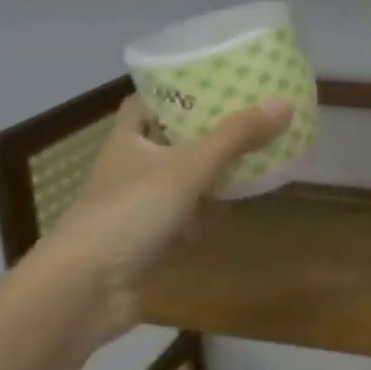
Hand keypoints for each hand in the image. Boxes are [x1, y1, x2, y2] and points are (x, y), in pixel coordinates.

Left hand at [35, 95, 292, 344]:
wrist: (85, 290)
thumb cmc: (130, 213)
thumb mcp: (188, 167)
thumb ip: (236, 137)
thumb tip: (284, 104)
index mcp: (129, 139)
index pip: (147, 101)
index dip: (175, 89)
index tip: (213, 79)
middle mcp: (131, 167)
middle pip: (172, 139)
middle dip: (207, 131)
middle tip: (250, 116)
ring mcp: (140, 205)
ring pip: (182, 179)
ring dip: (212, 173)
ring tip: (254, 155)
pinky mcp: (150, 240)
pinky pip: (186, 216)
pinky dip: (208, 213)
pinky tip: (235, 208)